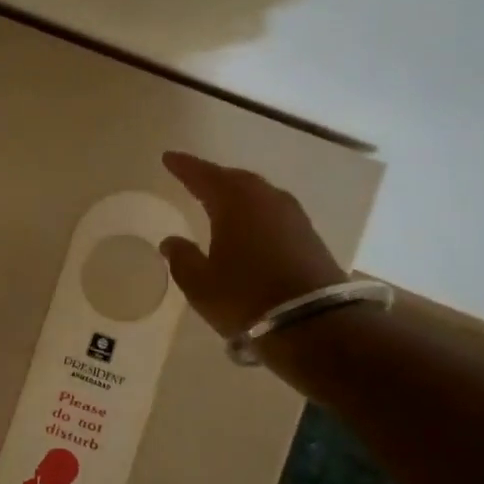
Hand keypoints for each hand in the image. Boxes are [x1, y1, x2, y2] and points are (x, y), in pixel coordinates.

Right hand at [158, 151, 346, 337]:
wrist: (315, 325)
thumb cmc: (246, 298)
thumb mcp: (200, 284)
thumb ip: (182, 258)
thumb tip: (170, 241)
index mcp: (234, 201)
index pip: (203, 175)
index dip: (184, 167)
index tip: (168, 158)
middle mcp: (265, 199)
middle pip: (234, 179)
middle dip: (213, 178)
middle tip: (194, 178)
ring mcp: (292, 216)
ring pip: (257, 194)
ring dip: (237, 194)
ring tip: (220, 200)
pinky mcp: (309, 236)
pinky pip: (273, 212)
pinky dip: (256, 212)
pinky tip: (250, 225)